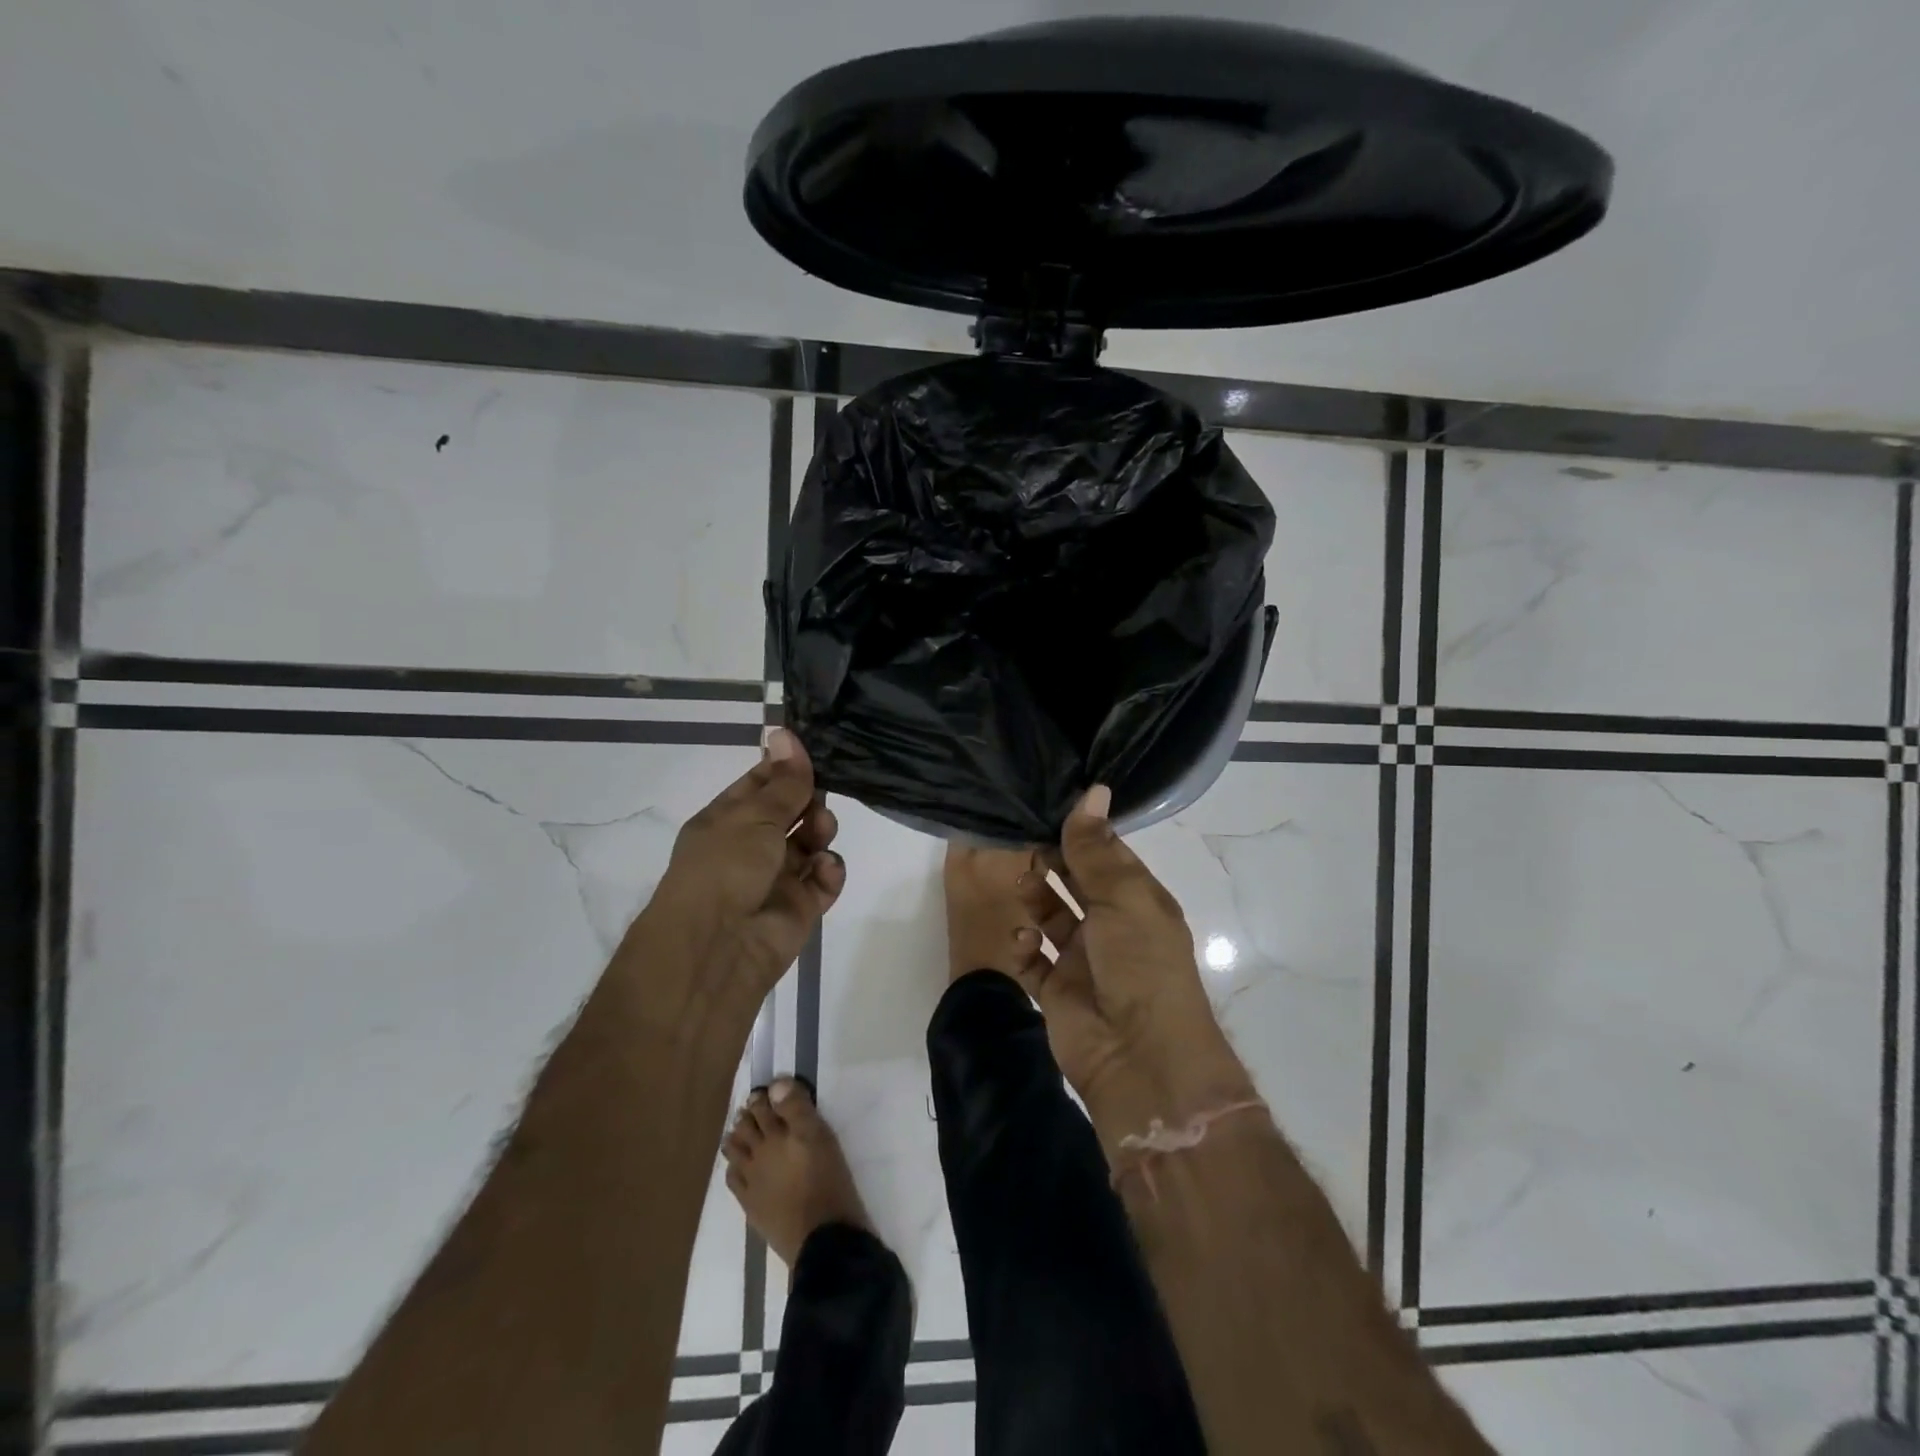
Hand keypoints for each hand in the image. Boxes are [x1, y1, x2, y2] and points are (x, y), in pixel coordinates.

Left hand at [647, 727, 844, 1006]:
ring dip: (821, 832)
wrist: (718, 947)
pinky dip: (829, 871)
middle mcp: (751, 847)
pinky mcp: (800, 907)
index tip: (814, 752)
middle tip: (816, 802)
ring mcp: (776, 878)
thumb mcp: (754, 815)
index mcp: (727, 820)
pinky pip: (823, 879)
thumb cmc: (725, 867)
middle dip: (810, 802)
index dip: (786, 768)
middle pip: (792, 812)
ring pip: (811, 843)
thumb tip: (784, 732)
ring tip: (821, 835)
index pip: (761, 784)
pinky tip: (824, 869)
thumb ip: (783, 781)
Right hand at [1012, 787, 1253, 1139]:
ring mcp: (1082, 960)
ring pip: (1050, 916)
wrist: (1140, 1059)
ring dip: (1034, 899)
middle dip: (1050, 862)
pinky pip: (1033, 960)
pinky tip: (1023, 942)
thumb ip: (1097, 849)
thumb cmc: (1141, 966)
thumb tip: (1093, 789)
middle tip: (1017, 838)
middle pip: (1074, 883)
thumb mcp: (1123, 898)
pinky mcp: (1056, 990)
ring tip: (1019, 885)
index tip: (1044, 804)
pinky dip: (1024, 947)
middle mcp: (1111, 926)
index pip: (1105, 855)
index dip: (1079, 832)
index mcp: (1137, 901)